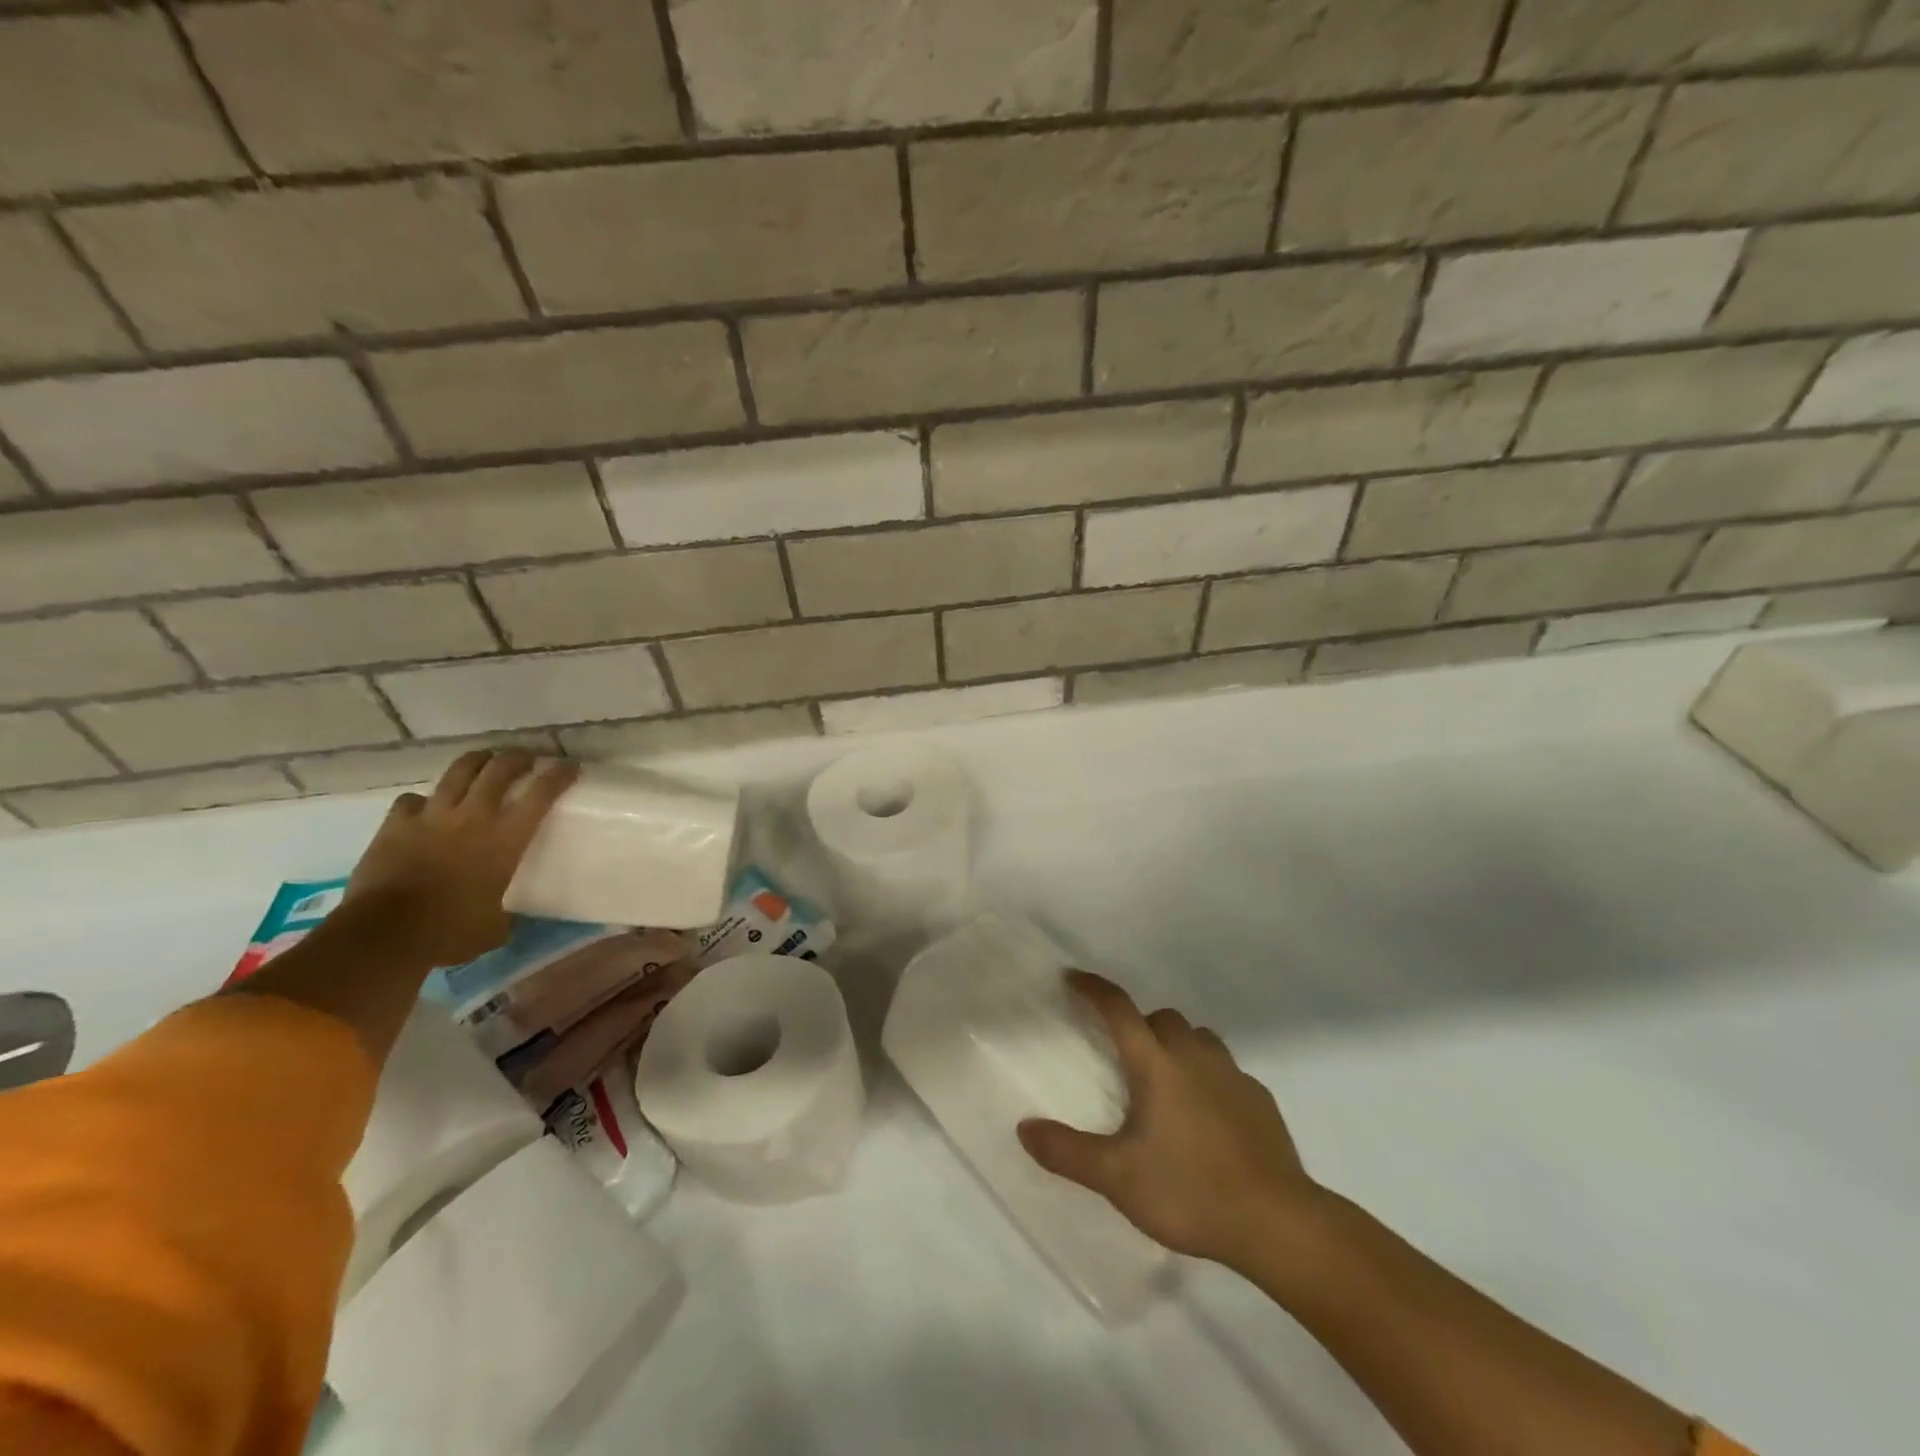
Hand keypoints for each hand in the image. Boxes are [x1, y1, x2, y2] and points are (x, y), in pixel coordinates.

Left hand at [345, 750, 577, 966]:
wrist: (385, 933)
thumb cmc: (450, 931)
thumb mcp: (493, 927)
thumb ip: (502, 914)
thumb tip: (503, 919)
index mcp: (506, 838)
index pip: (542, 793)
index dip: (559, 775)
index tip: (570, 766)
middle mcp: (474, 816)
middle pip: (500, 768)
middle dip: (518, 758)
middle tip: (526, 758)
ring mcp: (432, 816)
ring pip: (459, 771)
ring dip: (476, 761)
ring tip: (484, 761)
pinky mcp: (396, 824)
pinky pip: (412, 800)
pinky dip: (423, 801)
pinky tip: (425, 808)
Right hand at [1018, 971, 1321, 1267]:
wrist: (1277, 1223)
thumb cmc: (1190, 1191)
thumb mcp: (1117, 1177)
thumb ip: (1067, 1151)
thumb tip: (1023, 1128)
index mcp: (1156, 1063)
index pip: (1118, 1009)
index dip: (1093, 989)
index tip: (1072, 978)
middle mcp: (1194, 1055)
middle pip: (1161, 1017)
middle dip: (1138, 1024)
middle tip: (1123, 1055)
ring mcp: (1232, 1074)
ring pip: (1198, 1037)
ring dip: (1176, 1044)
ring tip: (1164, 1080)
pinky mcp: (1259, 1099)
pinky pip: (1225, 1069)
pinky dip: (1208, 1075)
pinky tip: (1206, 1114)